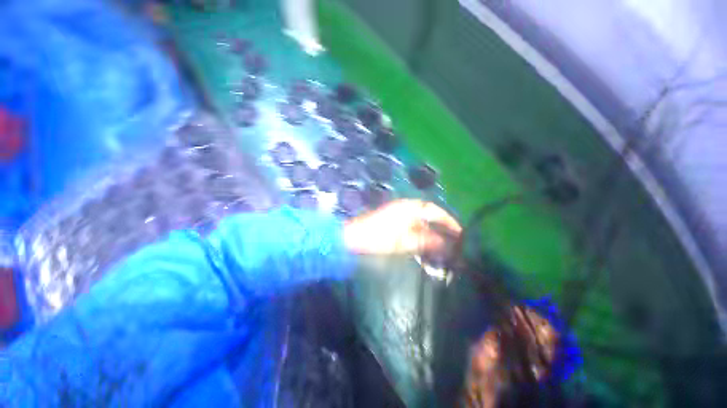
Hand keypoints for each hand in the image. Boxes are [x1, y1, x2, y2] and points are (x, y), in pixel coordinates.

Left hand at [343, 199, 461, 254]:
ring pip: (421, 217)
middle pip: (429, 212)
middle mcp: (406, 206)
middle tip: (452, 236)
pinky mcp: (393, 216)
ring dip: (431, 227)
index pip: (434, 210)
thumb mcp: (404, 242)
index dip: (448, 220)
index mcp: (409, 208)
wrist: (355, 236)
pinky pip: (412, 221)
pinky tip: (424, 238)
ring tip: (441, 239)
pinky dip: (421, 228)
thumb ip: (425, 240)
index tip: (459, 231)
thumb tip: (443, 242)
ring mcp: (399, 210)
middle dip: (441, 223)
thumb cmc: (379, 238)